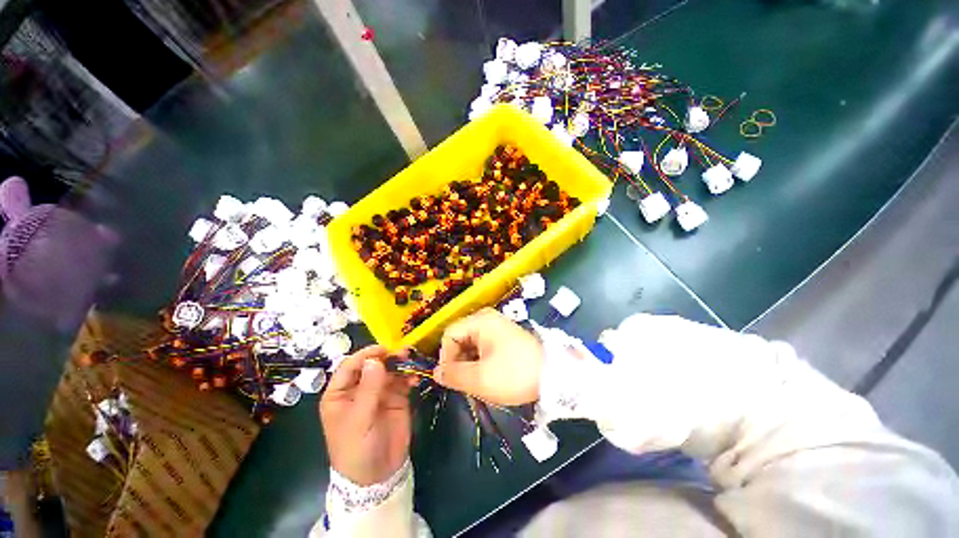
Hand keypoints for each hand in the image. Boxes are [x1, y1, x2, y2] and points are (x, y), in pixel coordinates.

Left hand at [320, 346, 413, 485]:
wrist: (378, 476)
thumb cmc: (357, 449)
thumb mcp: (359, 421)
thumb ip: (368, 389)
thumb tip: (375, 360)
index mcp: (340, 393)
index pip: (350, 366)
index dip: (365, 355)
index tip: (383, 350)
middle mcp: (359, 388)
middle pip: (372, 364)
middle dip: (387, 357)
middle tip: (402, 353)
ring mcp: (379, 391)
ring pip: (389, 369)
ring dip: (400, 364)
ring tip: (411, 362)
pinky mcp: (396, 397)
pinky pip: (403, 380)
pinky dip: (409, 376)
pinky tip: (415, 379)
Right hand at [435, 308, 543, 405]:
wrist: (554, 375)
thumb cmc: (514, 374)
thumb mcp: (480, 378)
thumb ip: (453, 375)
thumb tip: (436, 372)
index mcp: (480, 321)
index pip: (449, 334)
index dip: (446, 357)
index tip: (453, 378)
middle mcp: (487, 319)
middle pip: (459, 338)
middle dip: (458, 361)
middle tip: (466, 383)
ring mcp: (497, 326)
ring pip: (471, 344)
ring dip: (469, 364)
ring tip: (478, 381)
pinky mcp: (504, 337)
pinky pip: (483, 346)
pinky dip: (480, 361)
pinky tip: (488, 375)